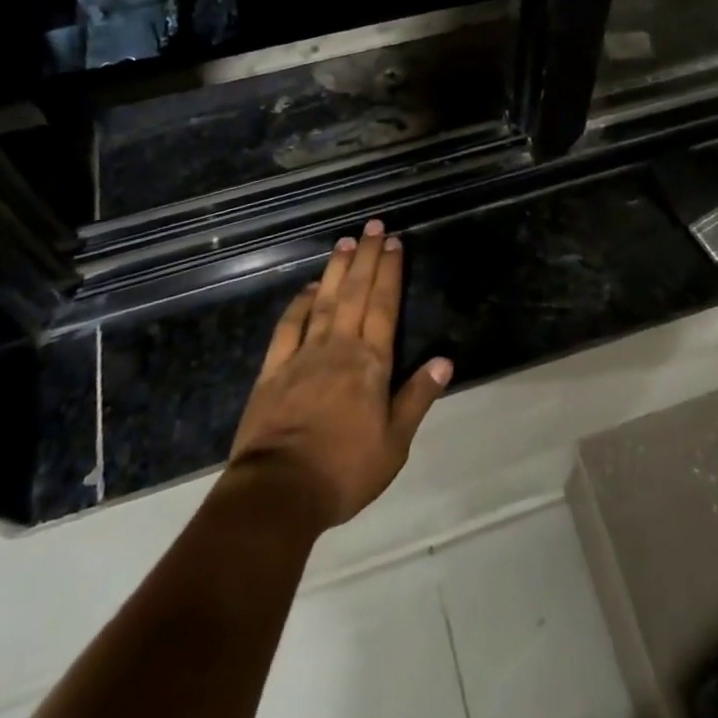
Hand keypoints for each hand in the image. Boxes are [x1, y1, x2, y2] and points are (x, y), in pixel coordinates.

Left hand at [229, 220, 452, 530]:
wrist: (279, 491)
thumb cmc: (344, 470)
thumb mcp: (394, 443)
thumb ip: (417, 397)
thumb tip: (444, 360)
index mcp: (370, 363)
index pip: (384, 306)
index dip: (390, 272)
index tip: (394, 243)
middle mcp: (338, 347)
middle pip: (355, 293)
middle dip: (367, 257)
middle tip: (373, 226)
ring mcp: (303, 355)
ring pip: (323, 301)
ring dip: (335, 269)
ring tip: (345, 241)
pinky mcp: (273, 370)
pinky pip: (288, 327)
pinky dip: (298, 304)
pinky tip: (306, 288)